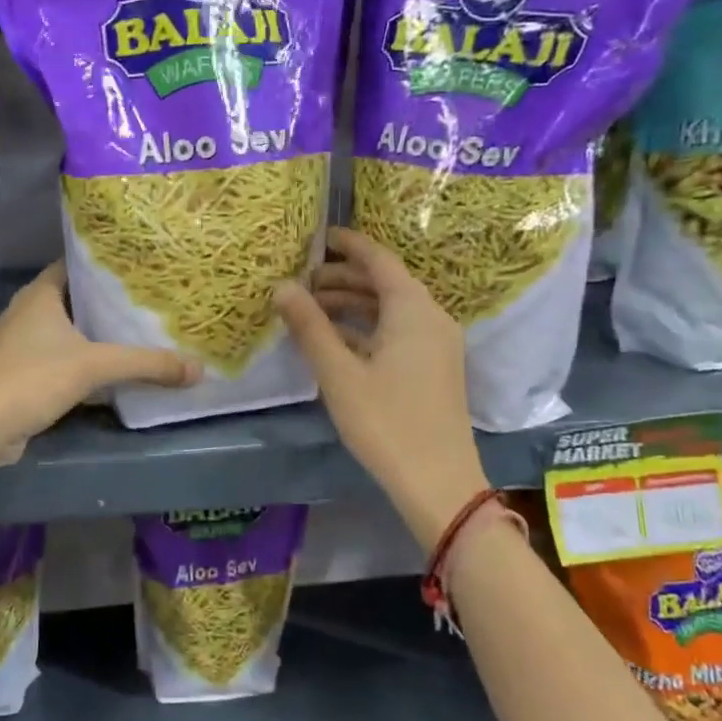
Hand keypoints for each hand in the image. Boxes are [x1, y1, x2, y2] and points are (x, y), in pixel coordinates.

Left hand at [0, 261, 197, 464]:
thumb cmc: (32, 378)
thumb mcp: (95, 366)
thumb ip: (147, 364)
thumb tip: (198, 369)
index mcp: (40, 295)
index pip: (74, 265)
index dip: (104, 264)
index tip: (138, 267)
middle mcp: (27, 313)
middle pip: (74, 299)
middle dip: (106, 301)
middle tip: (147, 301)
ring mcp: (20, 346)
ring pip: (66, 332)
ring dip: (94, 335)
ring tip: (136, 332)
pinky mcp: (20, 376)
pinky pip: (59, 360)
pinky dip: (82, 362)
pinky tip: (109, 372)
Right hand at [273, 227, 487, 549]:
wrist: (439, 482)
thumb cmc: (386, 422)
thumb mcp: (339, 373)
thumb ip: (309, 326)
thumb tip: (282, 287)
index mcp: (412, 309)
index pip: (378, 259)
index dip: (348, 245)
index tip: (317, 238)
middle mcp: (431, 317)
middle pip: (384, 283)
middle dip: (342, 278)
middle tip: (301, 282)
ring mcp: (437, 344)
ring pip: (390, 309)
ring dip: (352, 305)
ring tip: (310, 311)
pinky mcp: (434, 368)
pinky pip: (398, 331)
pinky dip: (367, 328)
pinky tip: (336, 341)